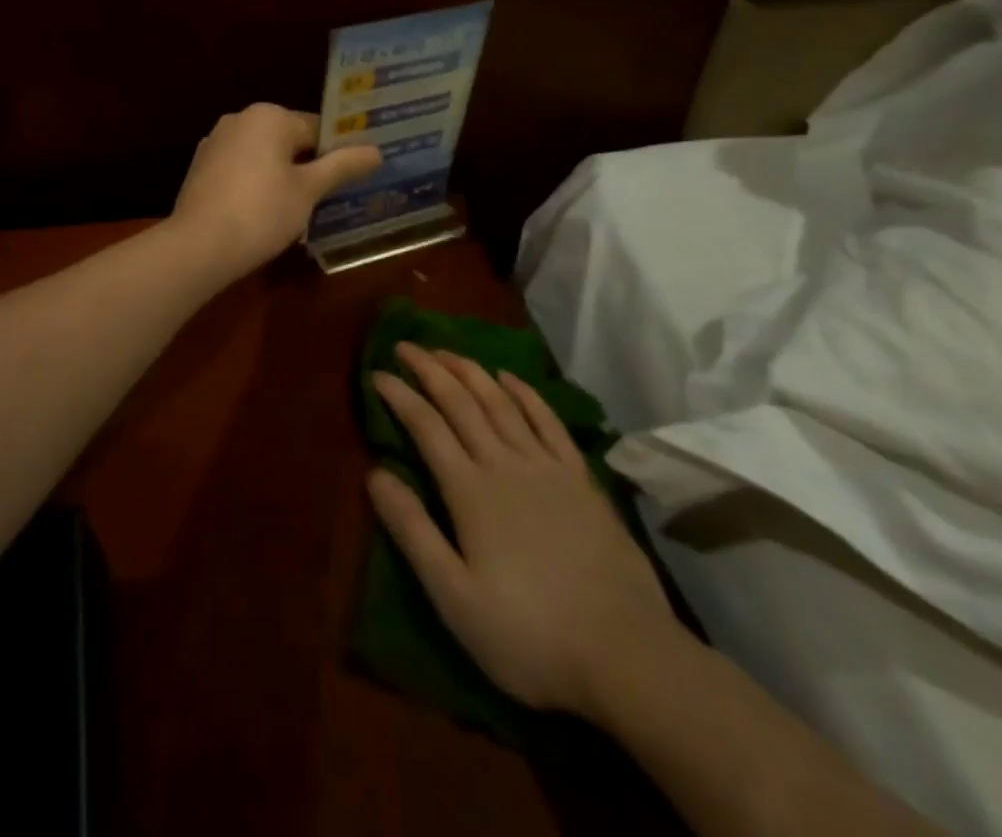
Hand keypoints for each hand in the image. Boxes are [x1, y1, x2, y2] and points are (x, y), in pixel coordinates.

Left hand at [170, 104, 381, 278]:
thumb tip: (375, 151)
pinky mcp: (201, 169)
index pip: (317, 128)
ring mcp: (215, 143)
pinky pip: (241, 171)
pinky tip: (265, 215)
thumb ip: (342, 166)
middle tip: (331, 198)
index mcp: (268, 116)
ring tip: (302, 211)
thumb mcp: (309, 190)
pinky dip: (256, 186)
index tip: (352, 179)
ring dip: (283, 177)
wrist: (199, 246)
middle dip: (309, 166)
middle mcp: (239, 120)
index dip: (338, 153)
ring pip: (263, 156)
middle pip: (289, 140)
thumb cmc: (262, 211)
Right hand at [368, 344, 682, 717]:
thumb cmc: (529, 635)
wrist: (626, 655)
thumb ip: (412, 530)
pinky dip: (524, 392)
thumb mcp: (454, 596)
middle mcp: (504, 463)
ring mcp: (546, 466)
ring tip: (446, 351)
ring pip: (500, 401)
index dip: (399, 395)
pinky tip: (509, 378)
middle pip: (460, 402)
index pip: (426, 425)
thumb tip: (375, 473)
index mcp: (470, 490)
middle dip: (429, 369)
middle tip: (406, 346)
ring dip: (470, 370)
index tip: (377, 373)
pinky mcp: (580, 478)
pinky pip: (547, 420)